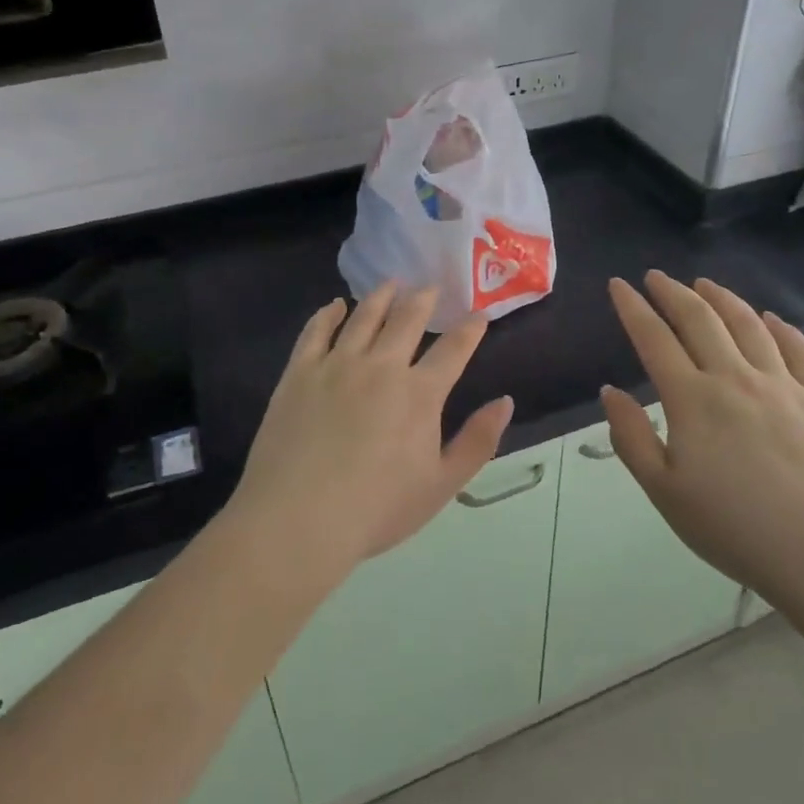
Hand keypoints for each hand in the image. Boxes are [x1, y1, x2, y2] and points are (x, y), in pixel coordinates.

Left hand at [227, 283, 513, 576]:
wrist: (298, 519)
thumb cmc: (376, 509)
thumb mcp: (441, 485)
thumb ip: (478, 441)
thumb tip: (505, 401)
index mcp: (420, 393)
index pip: (453, 349)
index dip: (469, 329)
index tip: (478, 315)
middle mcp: (381, 366)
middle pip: (407, 319)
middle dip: (423, 299)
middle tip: (429, 287)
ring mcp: (337, 364)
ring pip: (364, 316)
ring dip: (381, 296)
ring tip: (390, 283)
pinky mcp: (300, 372)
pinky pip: (317, 331)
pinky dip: (329, 313)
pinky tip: (336, 305)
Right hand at [601, 272, 803, 608]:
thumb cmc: (735, 528)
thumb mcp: (664, 492)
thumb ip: (631, 438)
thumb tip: (610, 392)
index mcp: (692, 399)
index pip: (654, 338)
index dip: (633, 308)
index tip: (618, 285)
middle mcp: (735, 377)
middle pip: (699, 319)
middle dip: (672, 292)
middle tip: (656, 276)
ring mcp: (782, 384)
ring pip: (748, 324)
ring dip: (721, 298)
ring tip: (704, 284)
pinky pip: (798, 349)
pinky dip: (780, 327)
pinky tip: (770, 319)